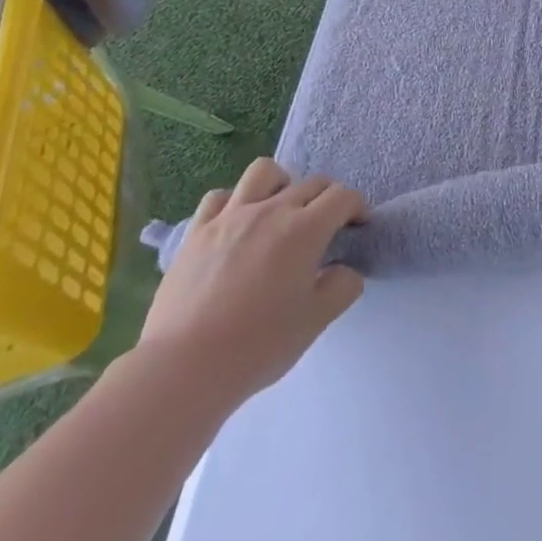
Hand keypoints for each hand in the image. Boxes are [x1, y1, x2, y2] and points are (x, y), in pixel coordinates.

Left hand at [138, 159, 366, 407]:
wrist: (183, 368)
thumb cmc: (257, 345)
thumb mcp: (316, 322)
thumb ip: (342, 286)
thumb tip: (344, 269)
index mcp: (305, 229)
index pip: (342, 197)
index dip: (357, 207)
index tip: (358, 226)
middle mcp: (271, 210)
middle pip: (311, 183)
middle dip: (328, 198)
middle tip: (326, 227)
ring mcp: (230, 217)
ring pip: (264, 172)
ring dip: (282, 184)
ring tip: (280, 210)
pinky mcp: (197, 232)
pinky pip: (220, 197)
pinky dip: (235, 201)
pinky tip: (237, 224)